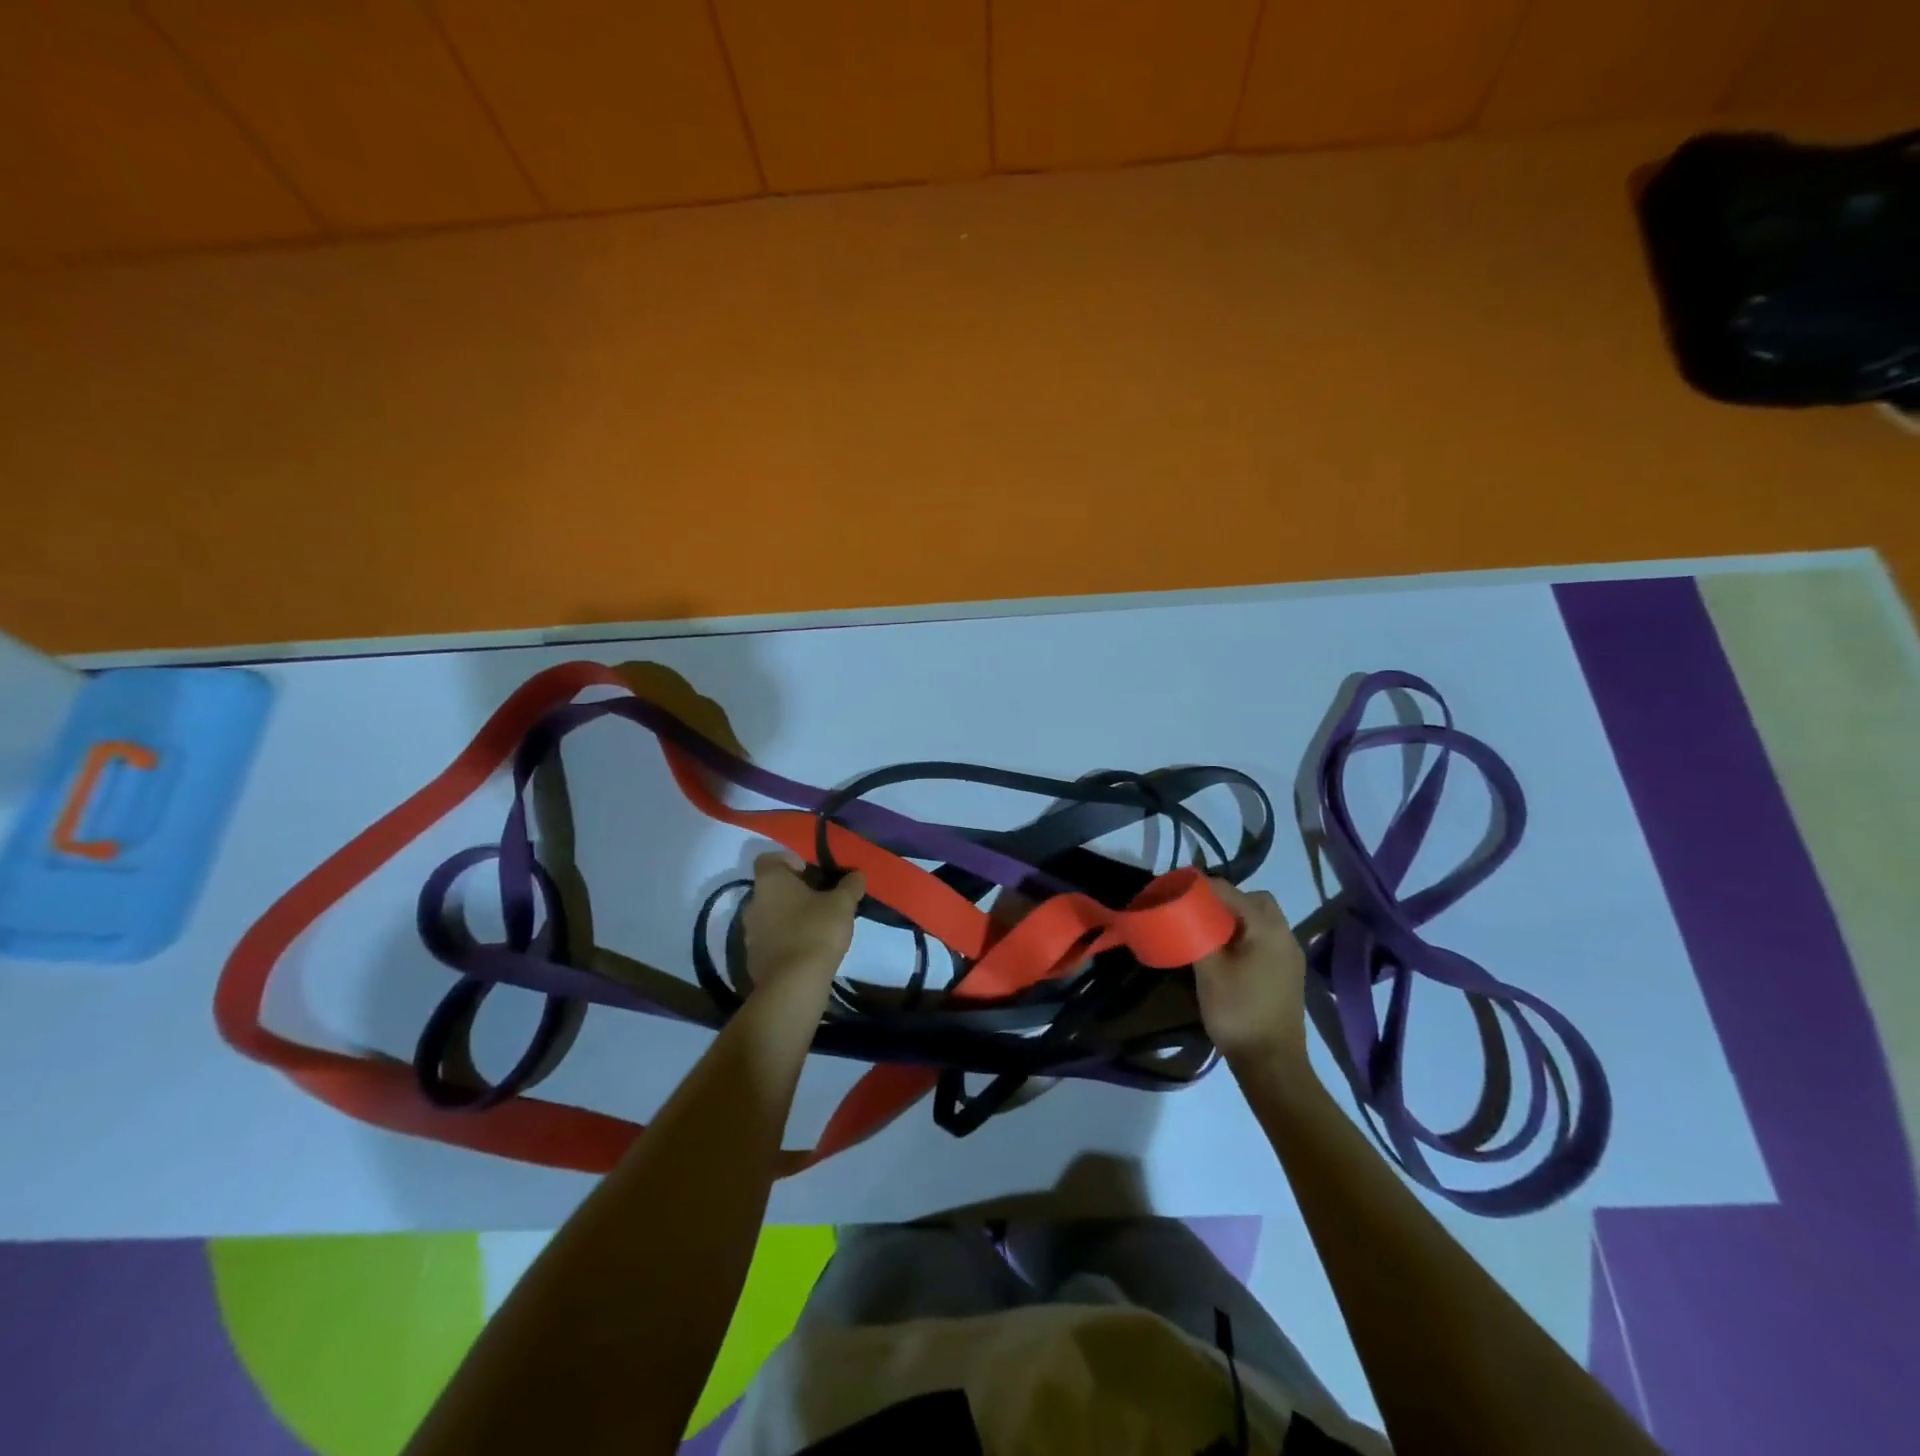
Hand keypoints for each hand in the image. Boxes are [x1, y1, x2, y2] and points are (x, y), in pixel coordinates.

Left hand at [741, 853, 865, 988]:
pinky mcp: (753, 958)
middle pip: (771, 888)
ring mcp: (749, 933)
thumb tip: (857, 874)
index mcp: (770, 882)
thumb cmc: (816, 931)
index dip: (789, 860)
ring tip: (816, 926)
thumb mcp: (842, 904)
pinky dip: (785, 940)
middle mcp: (753, 902)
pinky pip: (770, 940)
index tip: (811, 871)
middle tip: (820, 899)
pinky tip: (806, 949)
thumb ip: (850, 885)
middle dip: (794, 891)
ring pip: (770, 915)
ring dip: (788, 916)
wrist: (794, 984)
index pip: (769, 858)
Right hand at [1193, 878, 1309, 1068]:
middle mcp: (1285, 934)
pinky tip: (1225, 953)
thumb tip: (1183, 912)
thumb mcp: (1208, 970)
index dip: (1201, 887)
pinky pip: (1265, 938)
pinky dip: (1245, 935)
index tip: (1175, 891)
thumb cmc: (1238, 1011)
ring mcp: (1290, 954)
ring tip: (1207, 932)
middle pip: (1253, 900)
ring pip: (1261, 919)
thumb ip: (1197, 933)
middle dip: (1224, 900)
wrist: (1272, 1063)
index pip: (1230, 890)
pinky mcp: (1287, 972)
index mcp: (1267, 927)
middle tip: (1197, 912)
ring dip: (1235, 918)